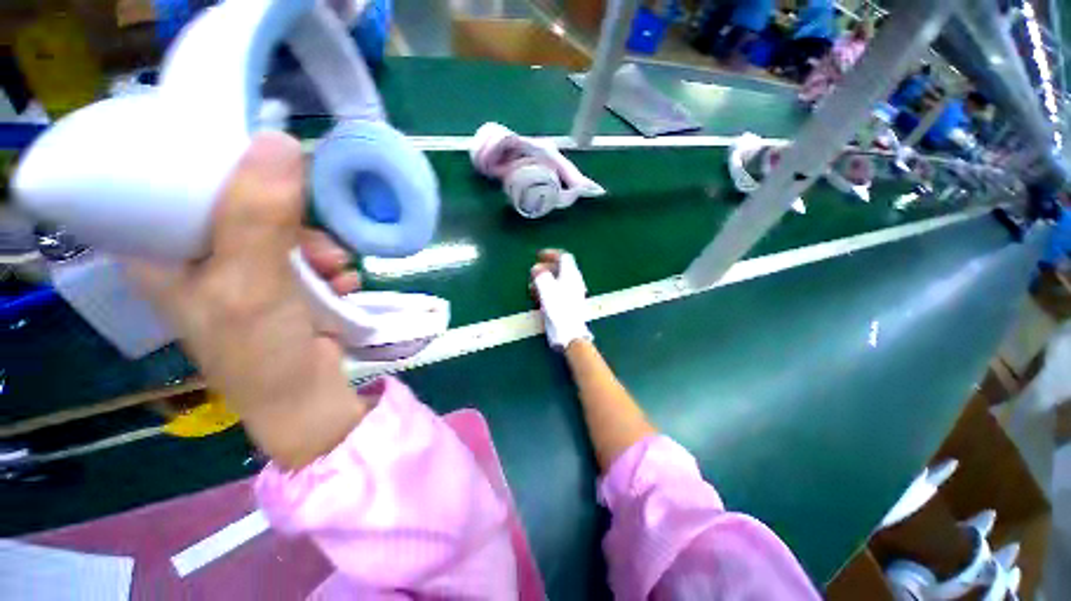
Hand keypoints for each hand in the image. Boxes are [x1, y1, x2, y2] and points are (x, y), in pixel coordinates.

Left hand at [126, 132, 368, 468]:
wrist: (306, 395)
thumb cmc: (260, 350)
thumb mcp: (252, 282)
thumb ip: (259, 216)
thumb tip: (279, 140)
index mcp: (159, 252)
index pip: (165, 179)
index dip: (207, 158)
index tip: (253, 154)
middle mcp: (195, 254)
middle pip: (235, 201)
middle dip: (285, 217)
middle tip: (314, 242)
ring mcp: (242, 268)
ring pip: (280, 227)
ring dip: (318, 246)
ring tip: (336, 271)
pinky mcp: (282, 281)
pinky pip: (307, 253)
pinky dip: (330, 264)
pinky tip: (343, 283)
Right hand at [530, 249, 592, 350]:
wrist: (568, 331)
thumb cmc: (558, 307)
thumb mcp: (546, 287)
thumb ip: (540, 275)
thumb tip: (537, 269)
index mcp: (571, 274)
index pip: (563, 257)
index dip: (551, 254)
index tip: (539, 255)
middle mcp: (573, 282)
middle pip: (559, 270)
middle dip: (544, 269)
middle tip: (533, 273)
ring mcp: (571, 294)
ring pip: (556, 282)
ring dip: (543, 282)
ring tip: (532, 287)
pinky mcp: (567, 305)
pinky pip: (556, 293)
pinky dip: (546, 292)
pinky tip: (537, 299)